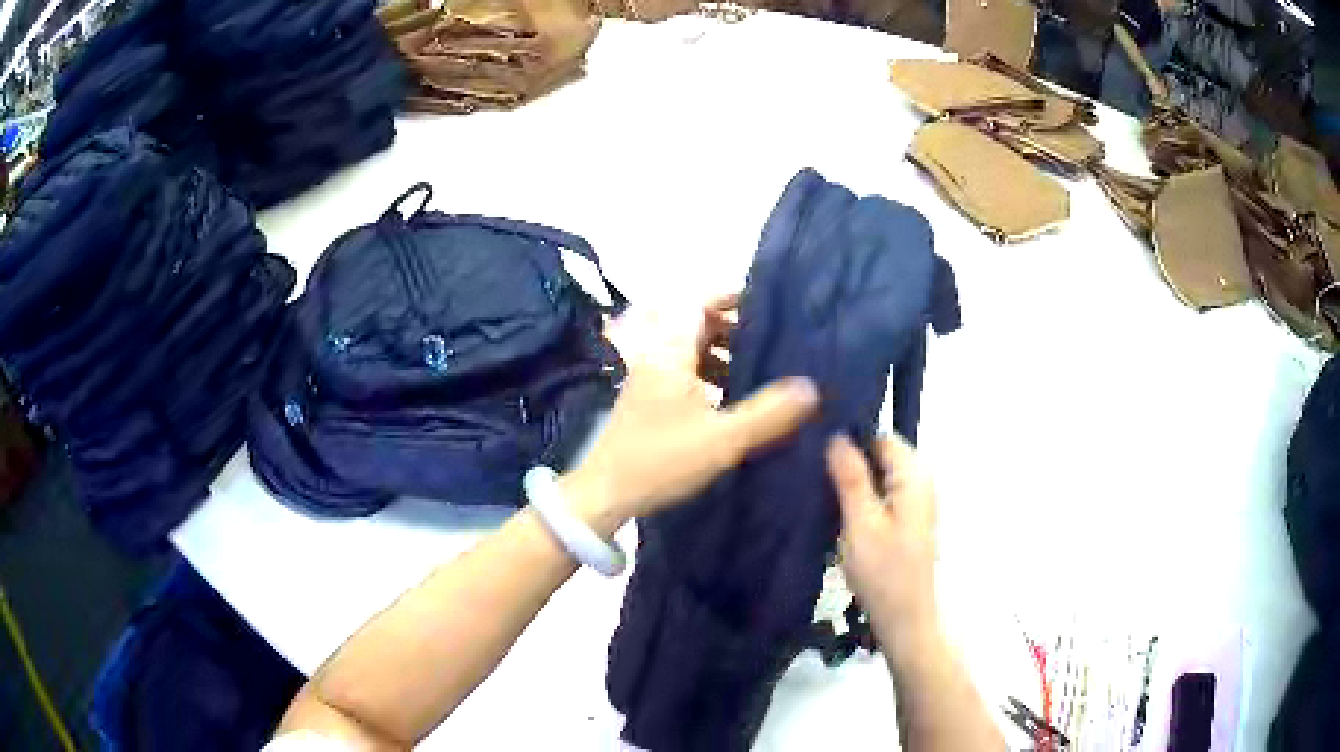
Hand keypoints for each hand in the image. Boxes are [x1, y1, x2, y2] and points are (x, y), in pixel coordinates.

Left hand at [561, 296, 818, 534]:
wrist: (604, 496)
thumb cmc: (660, 461)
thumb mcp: (722, 440)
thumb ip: (768, 414)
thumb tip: (811, 387)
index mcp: (670, 354)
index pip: (700, 304)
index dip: (732, 298)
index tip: (768, 304)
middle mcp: (657, 359)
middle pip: (698, 327)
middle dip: (736, 330)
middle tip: (776, 342)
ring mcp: (650, 382)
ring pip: (692, 355)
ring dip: (725, 358)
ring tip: (763, 372)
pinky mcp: (648, 405)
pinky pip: (686, 378)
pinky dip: (712, 381)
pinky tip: (735, 404)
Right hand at [826, 434, 938, 642]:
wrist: (905, 620)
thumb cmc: (884, 574)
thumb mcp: (861, 524)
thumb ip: (851, 478)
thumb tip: (837, 436)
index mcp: (914, 477)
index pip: (881, 437)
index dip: (850, 438)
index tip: (815, 447)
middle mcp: (920, 483)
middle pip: (881, 455)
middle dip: (849, 460)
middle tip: (811, 471)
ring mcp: (915, 503)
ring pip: (878, 476)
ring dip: (852, 481)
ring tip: (816, 489)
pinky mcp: (906, 521)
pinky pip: (881, 495)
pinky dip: (860, 499)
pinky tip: (834, 511)